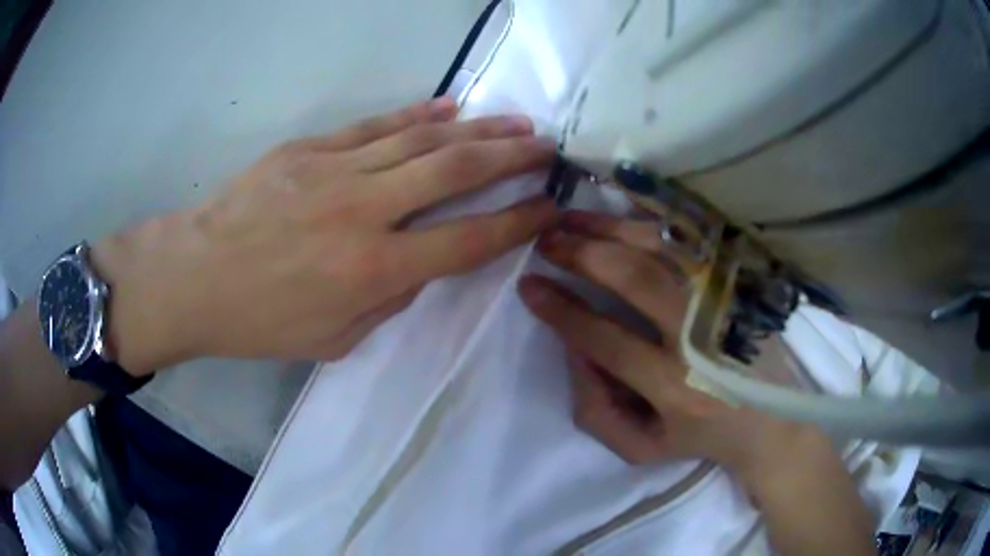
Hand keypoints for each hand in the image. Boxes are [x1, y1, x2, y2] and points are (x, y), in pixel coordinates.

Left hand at [93, 97, 557, 375]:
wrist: (195, 277)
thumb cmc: (261, 321)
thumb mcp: (335, 339)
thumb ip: (389, 300)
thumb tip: (420, 263)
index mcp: (374, 271)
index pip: (468, 239)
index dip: (517, 221)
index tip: (548, 207)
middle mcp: (364, 212)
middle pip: (455, 171)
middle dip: (511, 158)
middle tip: (547, 147)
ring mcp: (335, 170)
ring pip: (422, 139)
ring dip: (476, 129)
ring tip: (515, 123)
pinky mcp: (309, 148)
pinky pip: (375, 126)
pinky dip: (417, 114)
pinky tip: (448, 107)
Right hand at [517, 210, 840, 490]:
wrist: (776, 423)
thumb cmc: (703, 439)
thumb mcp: (642, 448)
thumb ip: (596, 409)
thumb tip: (575, 347)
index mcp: (675, 388)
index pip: (604, 337)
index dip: (560, 309)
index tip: (529, 286)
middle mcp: (701, 338)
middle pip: (634, 278)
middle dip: (581, 254)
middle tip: (546, 241)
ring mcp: (727, 301)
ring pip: (663, 249)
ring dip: (610, 227)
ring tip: (571, 218)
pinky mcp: (742, 283)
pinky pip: (697, 238)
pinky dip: (658, 216)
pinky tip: (626, 203)